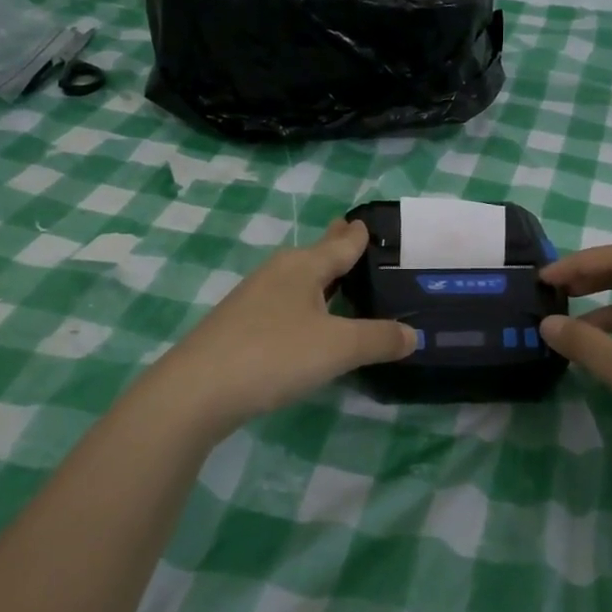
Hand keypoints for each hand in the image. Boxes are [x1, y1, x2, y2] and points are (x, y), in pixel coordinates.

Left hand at [142, 219, 414, 437]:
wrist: (198, 390)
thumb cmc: (275, 354)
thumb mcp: (338, 347)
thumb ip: (378, 338)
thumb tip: (413, 334)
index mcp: (303, 266)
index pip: (340, 243)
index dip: (358, 234)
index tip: (370, 221)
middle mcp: (278, 273)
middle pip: (315, 255)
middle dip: (336, 247)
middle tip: (357, 237)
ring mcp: (254, 299)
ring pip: (297, 280)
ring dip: (320, 279)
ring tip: (341, 279)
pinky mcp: (240, 326)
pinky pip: (284, 305)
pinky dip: (305, 305)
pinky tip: (309, 323)